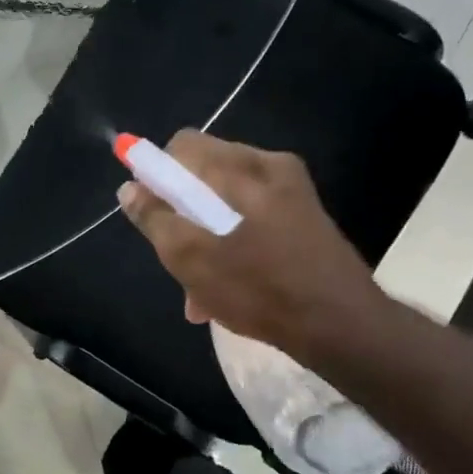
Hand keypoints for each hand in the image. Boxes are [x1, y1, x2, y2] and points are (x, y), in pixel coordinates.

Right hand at [116, 131, 382, 362]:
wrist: (343, 327)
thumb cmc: (260, 288)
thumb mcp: (191, 257)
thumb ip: (155, 218)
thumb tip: (129, 187)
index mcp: (243, 166)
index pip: (182, 146)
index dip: (156, 175)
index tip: (151, 215)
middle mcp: (270, 167)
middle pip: (203, 175)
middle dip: (180, 214)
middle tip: (175, 258)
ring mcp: (292, 192)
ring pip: (226, 203)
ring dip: (204, 238)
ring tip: (198, 289)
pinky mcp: (304, 218)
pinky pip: (251, 219)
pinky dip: (231, 245)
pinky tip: (225, 290)